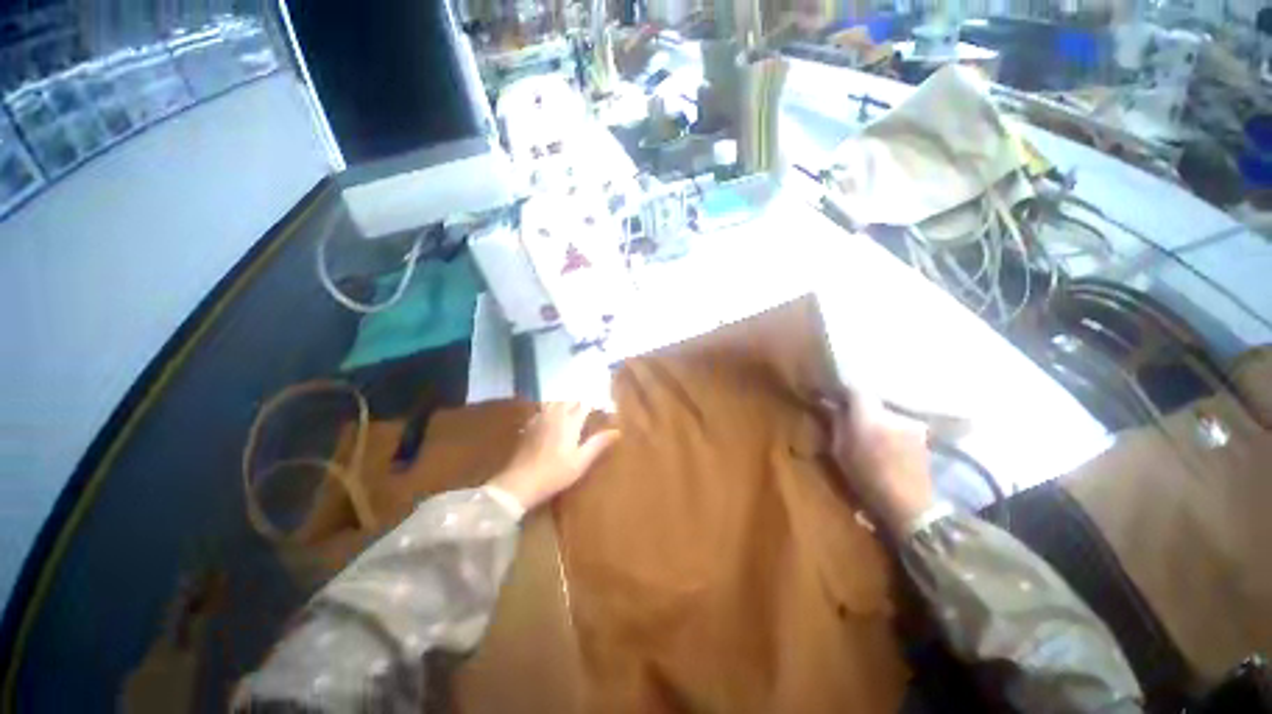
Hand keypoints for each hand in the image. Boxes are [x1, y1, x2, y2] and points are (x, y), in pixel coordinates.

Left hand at [488, 402, 620, 511]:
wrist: (520, 482)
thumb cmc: (555, 473)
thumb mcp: (581, 461)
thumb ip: (598, 443)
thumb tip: (617, 431)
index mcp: (570, 421)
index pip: (585, 405)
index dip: (595, 405)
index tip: (603, 410)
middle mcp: (555, 414)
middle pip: (569, 401)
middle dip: (580, 403)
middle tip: (588, 412)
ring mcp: (540, 418)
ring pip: (555, 403)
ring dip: (565, 404)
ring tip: (572, 412)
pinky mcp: (529, 426)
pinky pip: (542, 410)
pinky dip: (551, 410)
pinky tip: (551, 419)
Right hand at [820, 389, 934, 536]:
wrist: (909, 505)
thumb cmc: (867, 478)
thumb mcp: (840, 451)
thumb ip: (836, 423)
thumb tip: (831, 405)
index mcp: (868, 416)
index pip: (856, 389)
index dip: (844, 389)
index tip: (834, 395)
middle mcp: (892, 414)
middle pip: (873, 399)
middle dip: (861, 405)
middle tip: (849, 414)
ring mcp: (910, 424)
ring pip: (887, 411)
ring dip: (877, 417)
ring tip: (869, 430)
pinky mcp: (922, 436)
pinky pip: (899, 423)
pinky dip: (890, 427)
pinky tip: (886, 441)